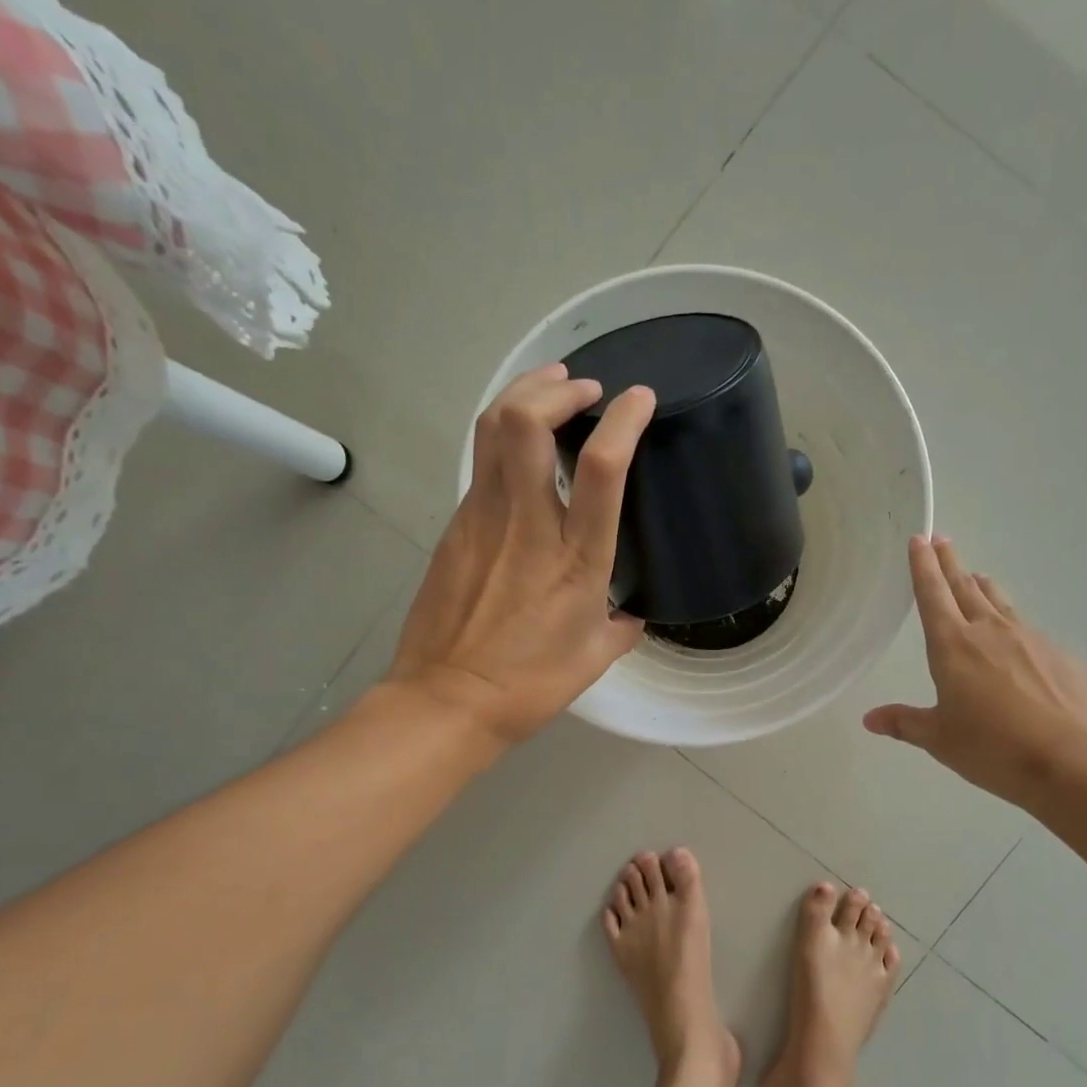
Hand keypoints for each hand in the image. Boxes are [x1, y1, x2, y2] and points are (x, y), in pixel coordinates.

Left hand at [389, 364, 652, 745]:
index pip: (601, 468)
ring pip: (492, 430)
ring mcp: (482, 520)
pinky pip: (480, 465)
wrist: (447, 700)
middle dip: (555, 387)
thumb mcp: (593, 659)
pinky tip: (520, 450)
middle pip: (525, 422)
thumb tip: (630, 616)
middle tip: (581, 387)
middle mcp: (527, 525)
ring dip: (522, 395)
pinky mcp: (454, 527)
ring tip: (549, 389)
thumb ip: (620, 628)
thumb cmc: (530, 685)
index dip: (622, 420)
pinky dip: (503, 438)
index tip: (639, 398)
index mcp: (576, 560)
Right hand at [864, 537, 1086, 806]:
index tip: (919, 538)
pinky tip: (1016, 640)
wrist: (1072, 759)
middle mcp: (989, 631)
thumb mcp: (940, 739)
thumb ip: (905, 723)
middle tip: (942, 541)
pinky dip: (1013, 624)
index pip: (932, 594)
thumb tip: (870, 719)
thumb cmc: (993, 748)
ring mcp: (1029, 638)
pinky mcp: (1059, 654)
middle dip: (950, 563)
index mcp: (952, 645)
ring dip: (982, 586)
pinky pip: (1028, 630)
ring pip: (999, 602)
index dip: (922, 566)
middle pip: (965, 586)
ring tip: (976, 576)